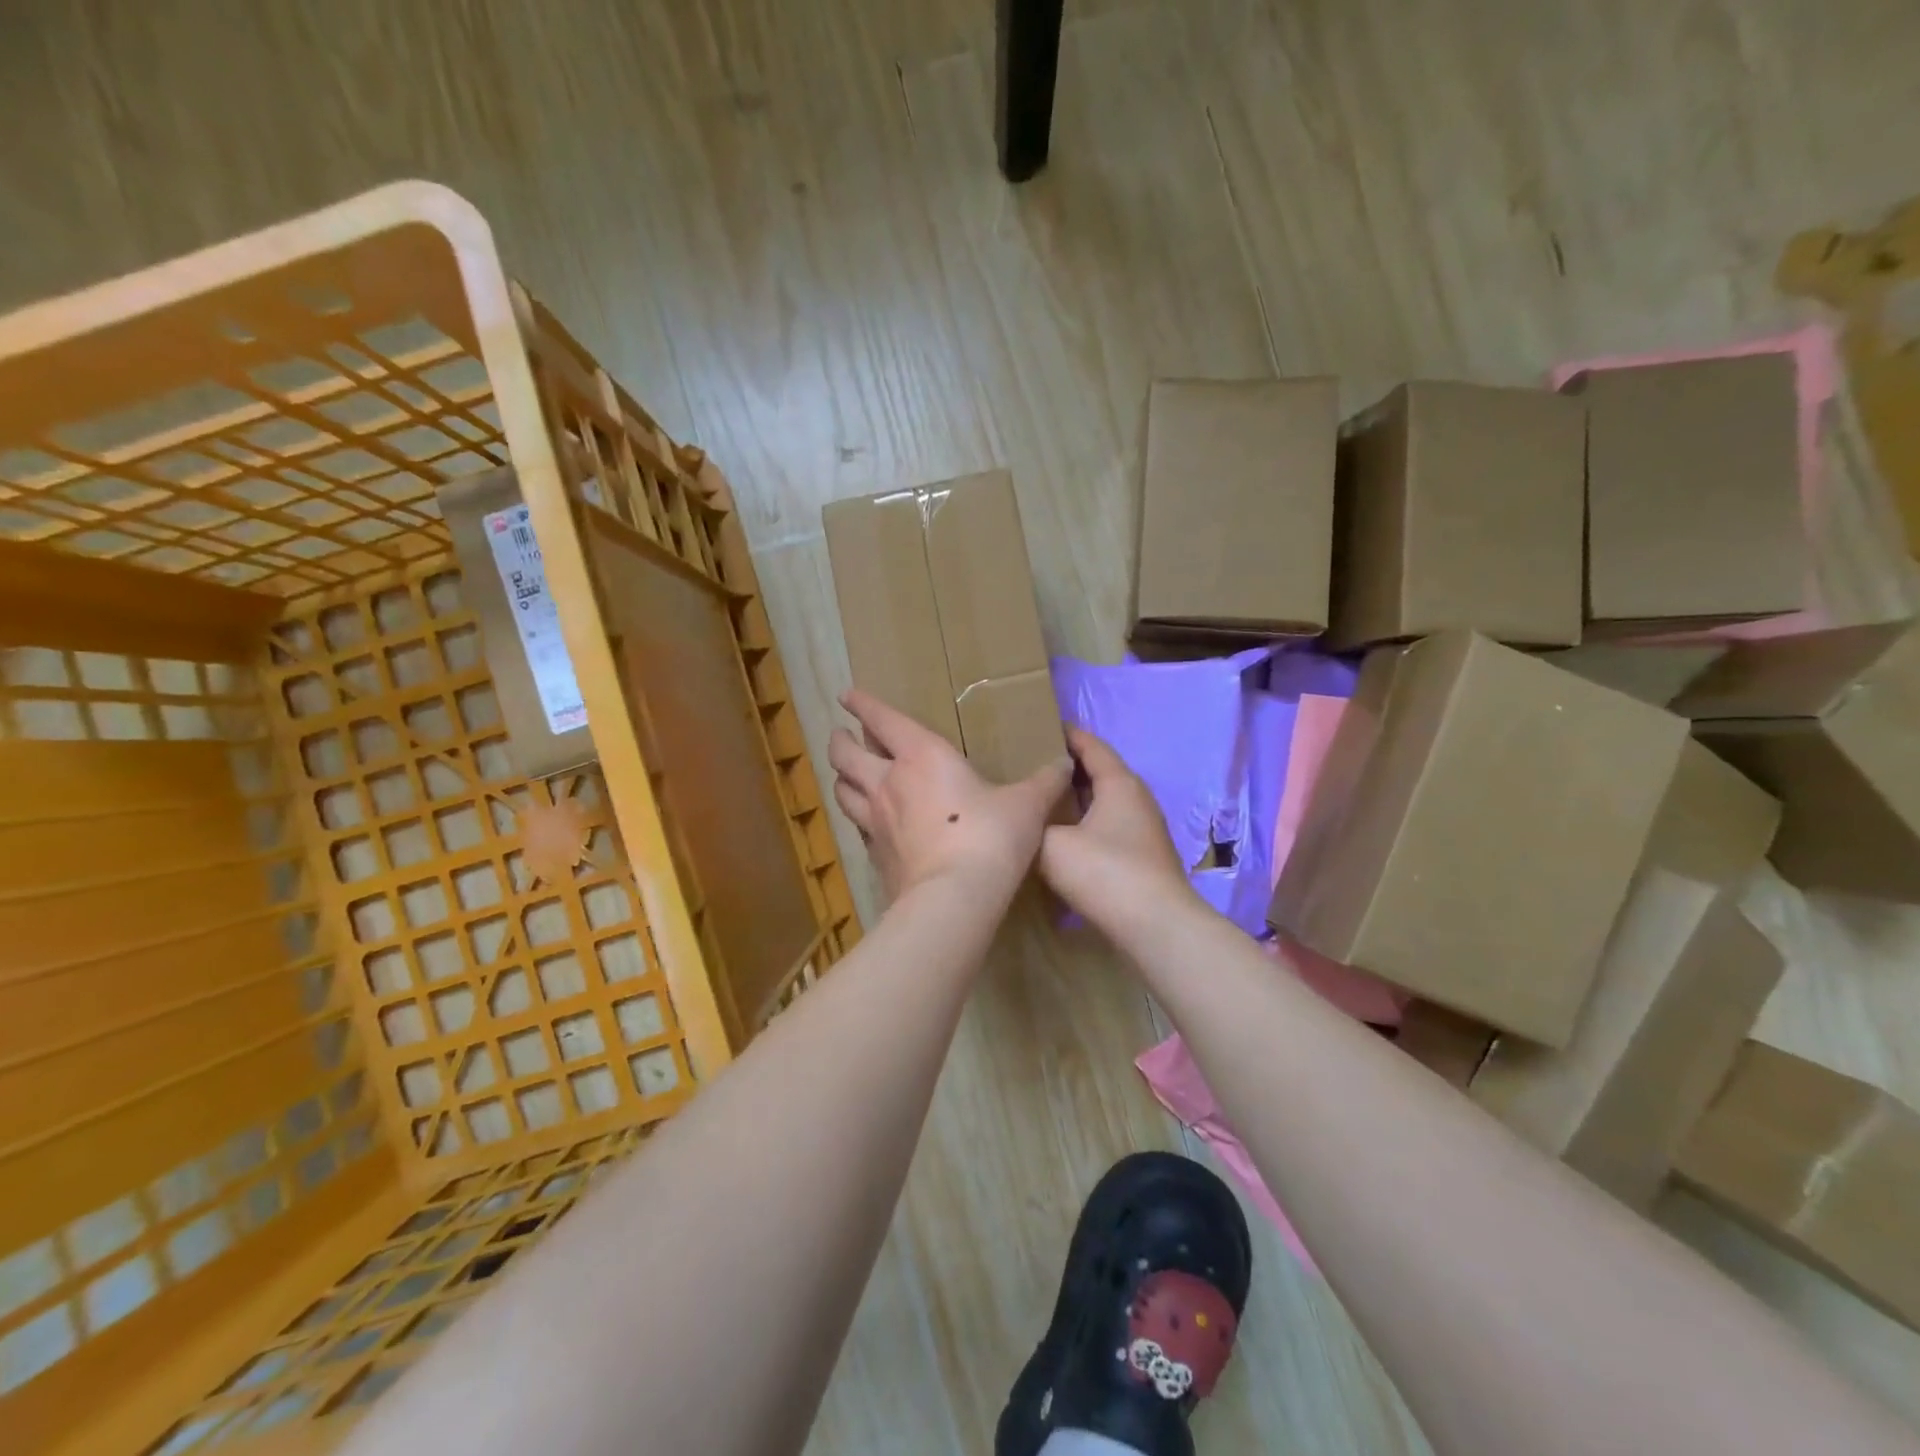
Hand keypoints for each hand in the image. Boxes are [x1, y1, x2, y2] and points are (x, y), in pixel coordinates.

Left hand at [828, 689, 1071, 900]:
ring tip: (848, 776)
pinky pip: (857, 828)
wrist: (954, 897)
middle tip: (843, 736)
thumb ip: (1045, 783)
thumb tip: (1066, 763)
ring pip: (841, 790)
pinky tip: (870, 824)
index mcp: (921, 756)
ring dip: (842, 778)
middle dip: (840, 741)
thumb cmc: (990, 837)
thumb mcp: (1026, 806)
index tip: (847, 696)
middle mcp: (888, 782)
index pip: (882, 720)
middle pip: (845, 754)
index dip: (862, 704)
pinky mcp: (874, 855)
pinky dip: (858, 819)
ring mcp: (875, 820)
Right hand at [1039, 727, 1196, 932]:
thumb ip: (1034, 824)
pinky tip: (1062, 839)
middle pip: (1099, 773)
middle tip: (1030, 767)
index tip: (1039, 728)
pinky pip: (1108, 827)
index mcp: (1119, 783)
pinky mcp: (1142, 856)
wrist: (1155, 926)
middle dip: (1067, 768)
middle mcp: (1136, 799)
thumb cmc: (1105, 873)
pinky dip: (1085, 823)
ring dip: (1076, 800)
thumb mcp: (1052, 845)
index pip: (1091, 746)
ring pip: (1103, 803)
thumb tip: (1027, 820)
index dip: (1066, 735)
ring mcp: (1143, 829)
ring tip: (1041, 801)